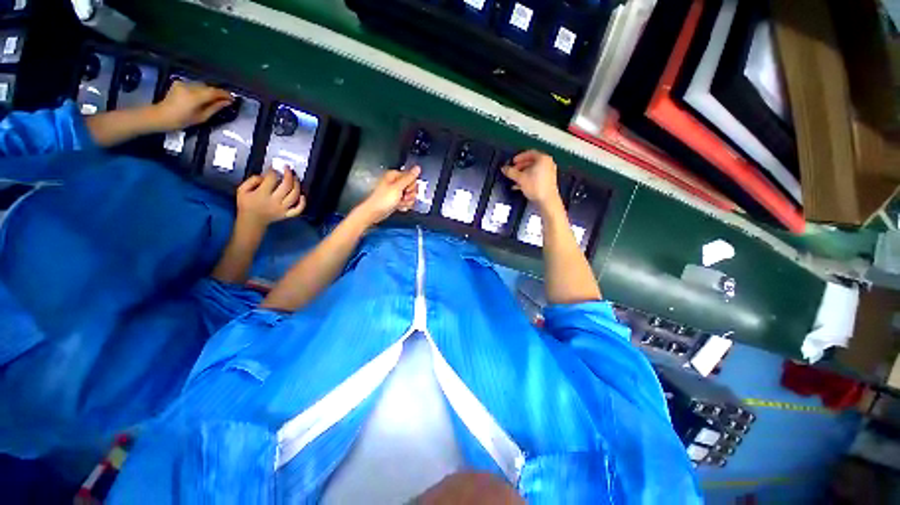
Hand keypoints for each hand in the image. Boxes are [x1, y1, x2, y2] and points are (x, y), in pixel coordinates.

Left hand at [151, 81, 233, 131]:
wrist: (161, 116)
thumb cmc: (182, 120)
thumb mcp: (202, 117)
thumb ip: (215, 108)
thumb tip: (227, 102)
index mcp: (196, 96)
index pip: (215, 92)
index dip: (225, 94)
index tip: (233, 99)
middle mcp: (190, 87)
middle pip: (208, 87)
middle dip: (217, 92)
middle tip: (224, 100)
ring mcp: (183, 83)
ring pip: (201, 85)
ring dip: (209, 91)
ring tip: (213, 98)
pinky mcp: (179, 82)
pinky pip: (194, 85)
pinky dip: (200, 89)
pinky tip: (200, 96)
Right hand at [236, 169, 304, 227]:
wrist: (251, 221)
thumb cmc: (246, 204)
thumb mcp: (242, 190)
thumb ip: (252, 180)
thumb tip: (265, 176)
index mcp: (262, 195)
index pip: (272, 179)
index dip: (274, 171)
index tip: (274, 167)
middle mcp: (274, 202)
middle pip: (286, 186)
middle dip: (289, 175)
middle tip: (288, 169)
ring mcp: (283, 209)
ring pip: (294, 196)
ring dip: (297, 185)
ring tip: (295, 178)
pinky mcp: (287, 215)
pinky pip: (298, 209)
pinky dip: (302, 203)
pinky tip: (302, 195)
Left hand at [354, 166, 420, 225]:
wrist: (375, 212)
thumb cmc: (384, 198)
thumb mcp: (398, 187)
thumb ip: (409, 178)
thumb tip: (418, 168)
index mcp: (394, 175)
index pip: (411, 177)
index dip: (411, 184)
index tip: (408, 190)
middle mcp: (395, 182)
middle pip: (411, 186)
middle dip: (410, 194)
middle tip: (405, 197)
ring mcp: (396, 192)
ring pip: (409, 195)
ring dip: (408, 200)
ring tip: (401, 203)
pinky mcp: (396, 200)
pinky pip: (406, 201)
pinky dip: (404, 204)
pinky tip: (400, 207)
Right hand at [501, 150, 562, 212]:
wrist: (547, 201)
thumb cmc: (535, 186)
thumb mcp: (520, 178)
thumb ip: (511, 172)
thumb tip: (503, 168)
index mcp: (543, 159)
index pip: (530, 153)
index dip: (519, 157)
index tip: (512, 162)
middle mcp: (548, 163)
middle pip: (531, 162)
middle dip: (520, 166)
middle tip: (513, 170)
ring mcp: (549, 172)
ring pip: (533, 170)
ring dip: (523, 173)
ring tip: (515, 179)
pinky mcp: (548, 181)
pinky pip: (536, 176)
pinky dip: (528, 178)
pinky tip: (520, 185)